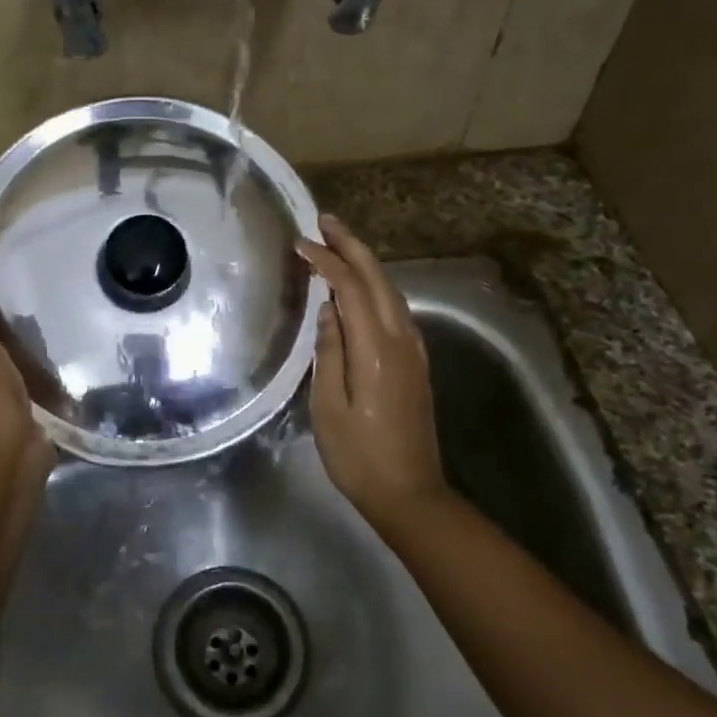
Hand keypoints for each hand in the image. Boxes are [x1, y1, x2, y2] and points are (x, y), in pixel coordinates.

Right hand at [296, 215, 447, 531]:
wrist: (411, 494)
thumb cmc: (359, 456)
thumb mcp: (328, 406)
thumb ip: (330, 351)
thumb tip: (329, 309)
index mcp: (376, 349)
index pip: (350, 288)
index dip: (326, 260)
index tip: (300, 244)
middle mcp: (401, 340)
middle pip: (378, 279)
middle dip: (352, 246)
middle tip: (325, 222)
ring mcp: (414, 351)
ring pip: (391, 292)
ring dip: (366, 263)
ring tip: (339, 244)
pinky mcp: (416, 363)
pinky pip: (397, 310)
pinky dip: (377, 287)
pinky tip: (362, 288)